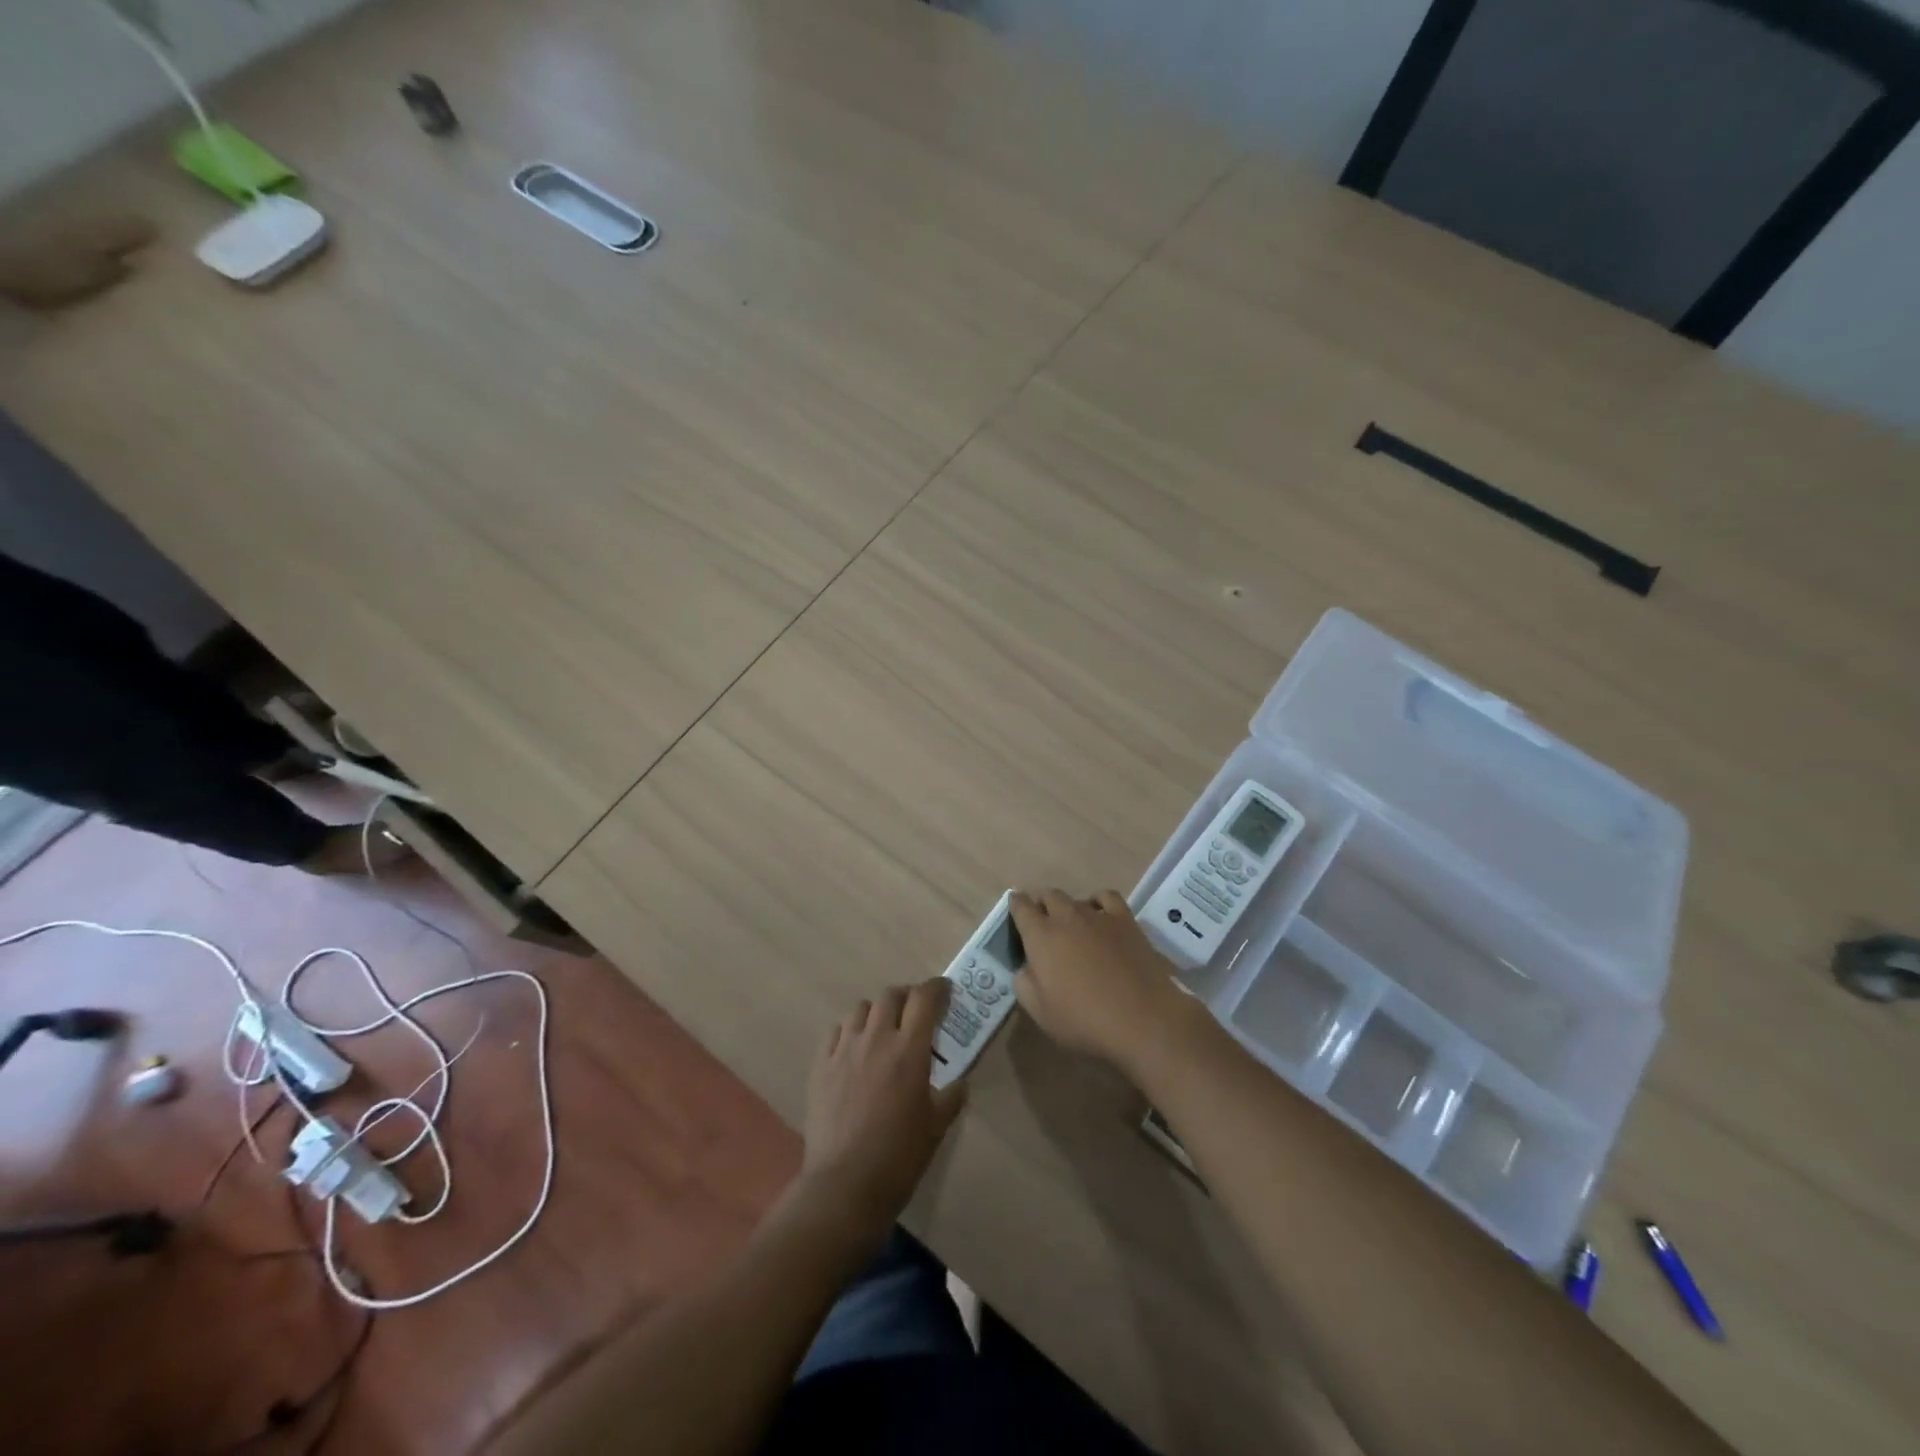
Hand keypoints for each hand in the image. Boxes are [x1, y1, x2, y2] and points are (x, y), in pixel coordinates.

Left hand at [800, 981, 967, 1243]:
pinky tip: (854, 1051)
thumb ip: (951, 1096)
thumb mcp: (937, 1126)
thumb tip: (958, 1082)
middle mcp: (876, 1039)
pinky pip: (835, 1032)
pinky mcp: (820, 1065)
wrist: (844, 1185)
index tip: (944, 991)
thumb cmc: (899, 1156)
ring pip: (861, 1009)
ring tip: (883, 1031)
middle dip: (906, 997)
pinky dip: (849, 1032)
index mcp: (909, 1050)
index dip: (937, 989)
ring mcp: (844, 1050)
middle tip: (915, 1013)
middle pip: (891, 995)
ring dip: (877, 1013)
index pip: (924, 999)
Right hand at [1010, 889, 1191, 1072]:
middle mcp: (1066, 916)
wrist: (1142, 1019)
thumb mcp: (1039, 1012)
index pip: (1020, 906)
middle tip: (1043, 924)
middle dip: (1042, 905)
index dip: (1016, 906)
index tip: (1016, 911)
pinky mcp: (1125, 920)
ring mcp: (1098, 915)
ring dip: (1069, 907)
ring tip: (1072, 926)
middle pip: (1048, 896)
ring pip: (1076, 898)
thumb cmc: (1084, 1020)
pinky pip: (1106, 897)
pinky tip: (1100, 917)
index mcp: (1040, 936)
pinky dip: (1098, 902)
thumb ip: (1024, 983)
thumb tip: (1026, 967)